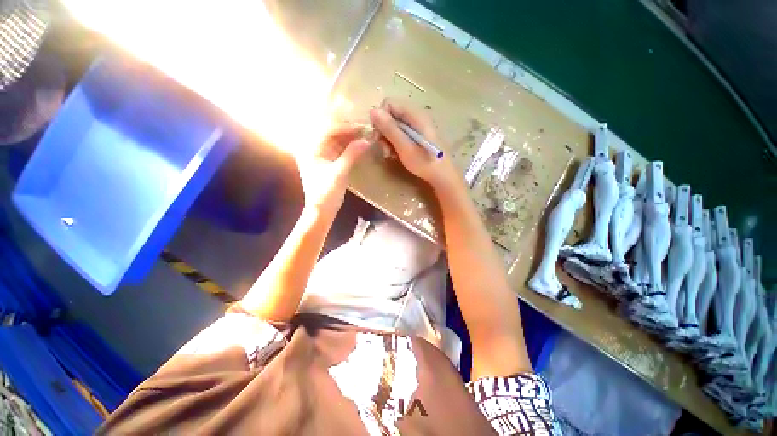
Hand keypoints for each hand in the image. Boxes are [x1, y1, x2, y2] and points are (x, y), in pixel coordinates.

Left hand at [296, 123, 369, 215]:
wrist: (322, 210)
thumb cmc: (326, 192)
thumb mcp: (340, 172)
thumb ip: (352, 154)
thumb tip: (367, 140)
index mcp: (311, 149)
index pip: (328, 130)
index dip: (346, 128)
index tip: (362, 128)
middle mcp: (315, 149)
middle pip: (333, 134)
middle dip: (349, 132)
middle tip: (366, 131)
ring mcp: (322, 156)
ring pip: (337, 142)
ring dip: (351, 140)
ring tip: (365, 137)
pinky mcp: (329, 163)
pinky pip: (340, 151)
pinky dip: (350, 148)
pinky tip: (360, 147)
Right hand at [369, 99, 460, 191]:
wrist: (442, 175)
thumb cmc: (424, 162)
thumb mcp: (404, 147)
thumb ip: (390, 129)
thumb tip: (373, 110)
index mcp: (415, 115)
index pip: (389, 103)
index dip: (380, 118)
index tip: (378, 136)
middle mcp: (416, 116)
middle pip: (391, 115)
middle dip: (383, 131)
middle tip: (383, 148)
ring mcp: (417, 126)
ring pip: (394, 126)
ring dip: (387, 139)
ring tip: (389, 154)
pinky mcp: (417, 135)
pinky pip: (400, 134)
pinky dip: (394, 143)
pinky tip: (395, 155)